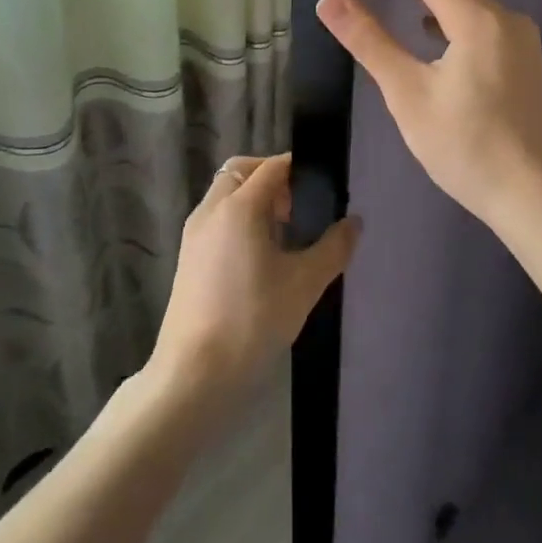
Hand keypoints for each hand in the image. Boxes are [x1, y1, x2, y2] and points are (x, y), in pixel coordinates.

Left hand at [149, 154, 359, 400]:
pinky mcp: (187, 257)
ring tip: (282, 233)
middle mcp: (211, 210)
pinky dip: (236, 219)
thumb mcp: (304, 284)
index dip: (298, 168)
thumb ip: (333, 248)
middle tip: (299, 207)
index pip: (272, 167)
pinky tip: (258, 257)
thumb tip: (354, 222)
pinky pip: (215, 218)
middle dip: (271, 178)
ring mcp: (194, 234)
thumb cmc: (252, 321)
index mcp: (239, 206)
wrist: (193, 375)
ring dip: (252, 198)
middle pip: (241, 171)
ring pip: (224, 195)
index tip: (322, 184)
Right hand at [315, 0, 541, 237]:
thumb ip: (370, 42)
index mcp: (475, 18)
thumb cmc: (466, 147)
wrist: (533, 195)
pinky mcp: (520, 56)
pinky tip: (428, 24)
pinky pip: (475, 20)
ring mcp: (517, 36)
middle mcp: (502, 15)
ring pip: (461, 0)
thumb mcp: (408, 95)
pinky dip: (445, 13)